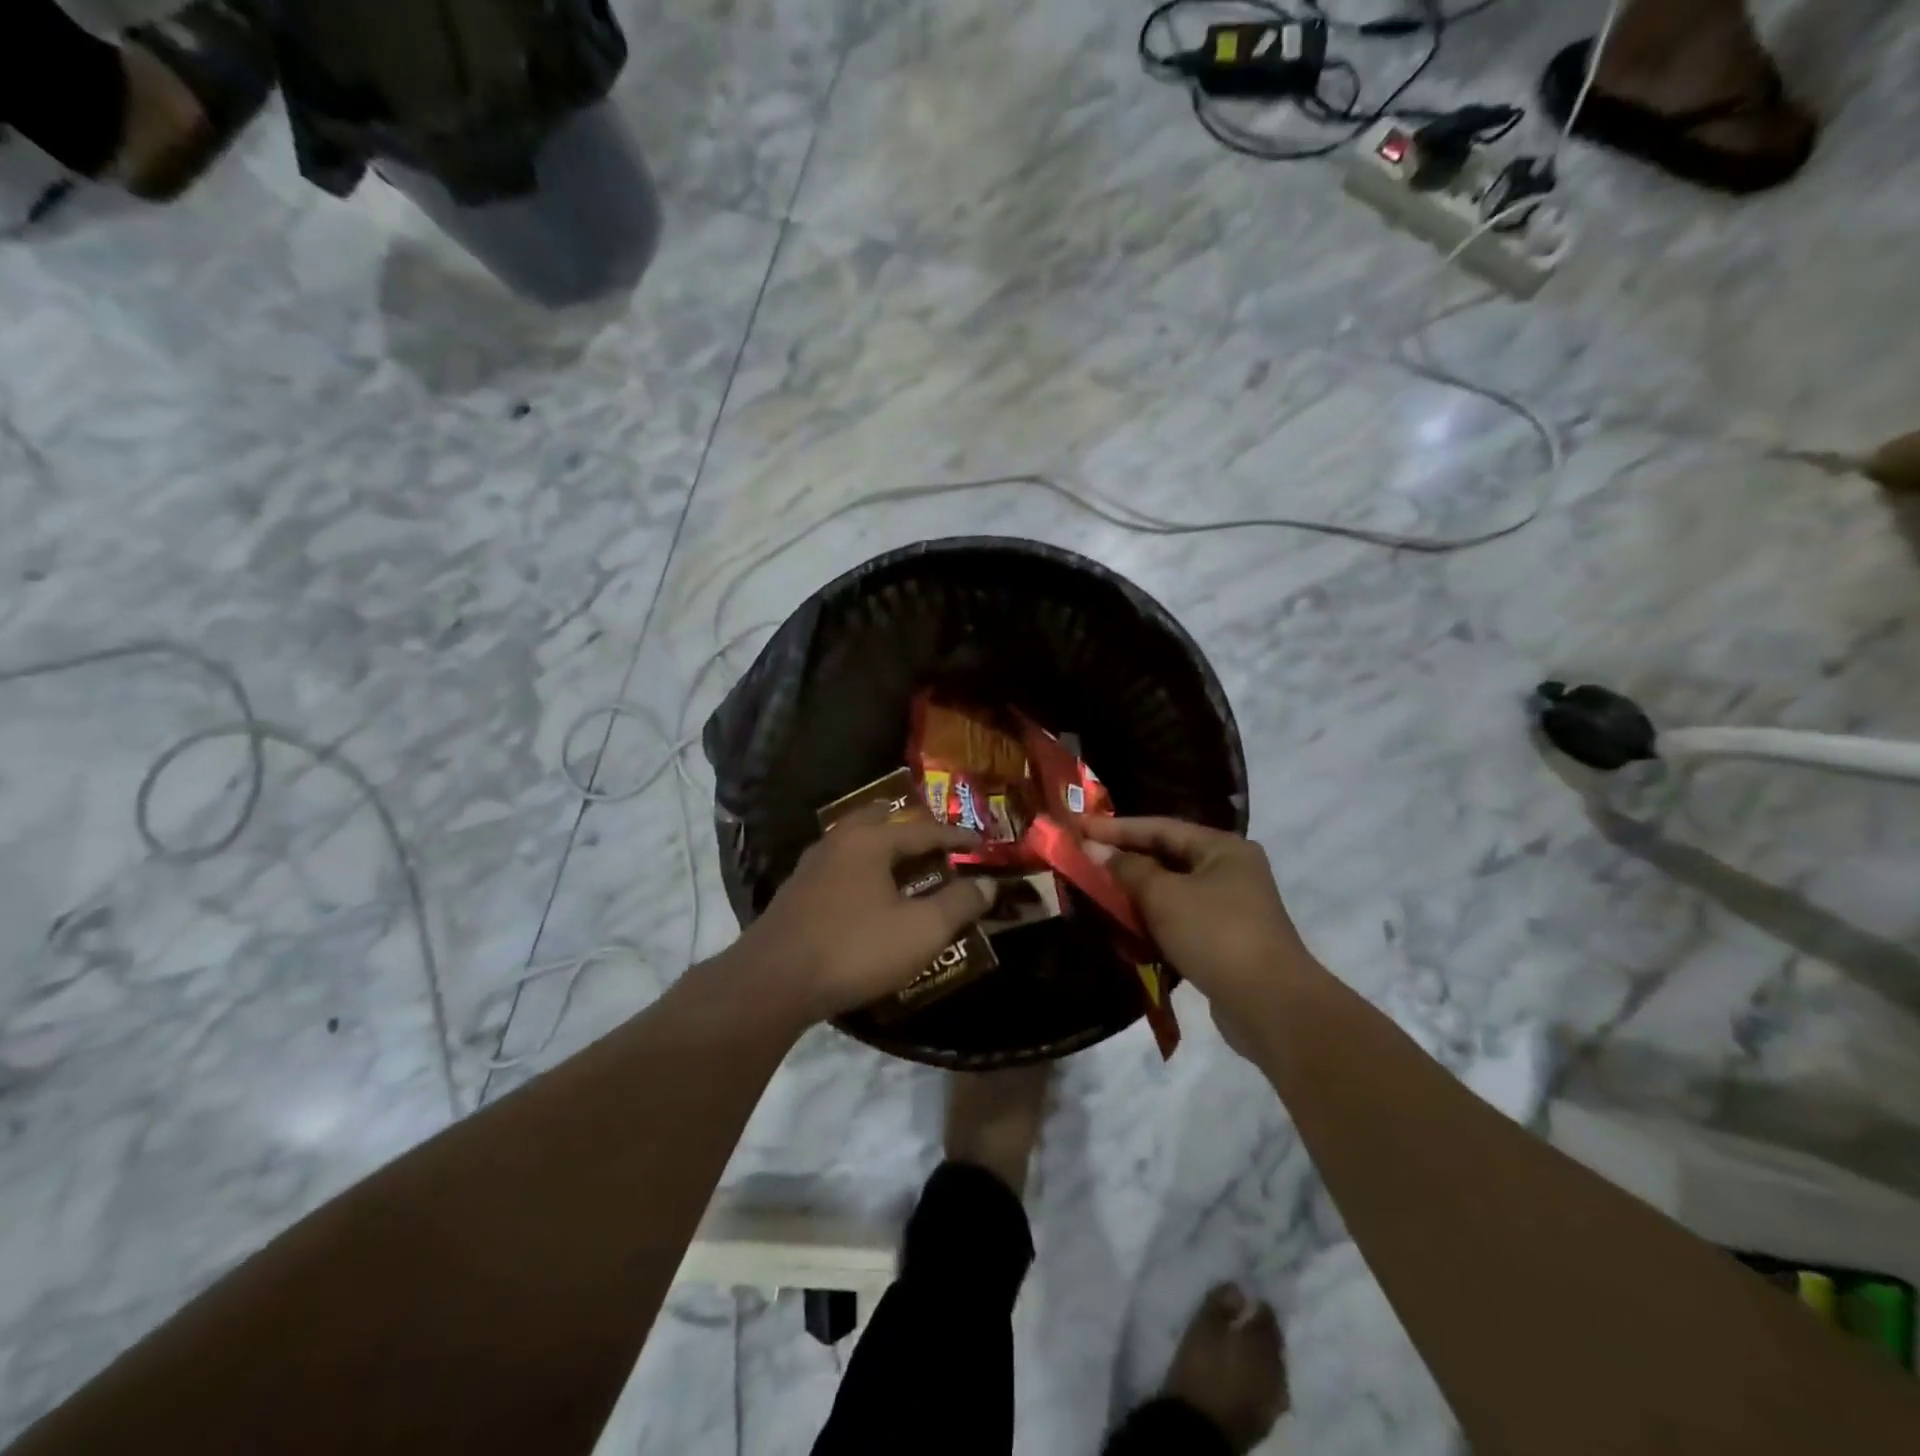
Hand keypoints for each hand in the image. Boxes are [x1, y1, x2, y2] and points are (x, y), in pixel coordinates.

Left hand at [735, 813, 993, 1024]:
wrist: (772, 982)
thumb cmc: (854, 949)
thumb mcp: (920, 931)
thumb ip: (958, 904)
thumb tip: (987, 884)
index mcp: (870, 841)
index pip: (924, 830)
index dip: (956, 838)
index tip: (980, 845)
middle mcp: (838, 842)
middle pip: (880, 821)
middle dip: (911, 829)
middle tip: (935, 844)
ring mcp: (811, 866)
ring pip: (855, 843)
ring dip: (883, 849)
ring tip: (904, 867)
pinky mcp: (795, 892)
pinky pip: (839, 867)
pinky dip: (862, 870)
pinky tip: (866, 895)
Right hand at [1082, 817, 1315, 1024]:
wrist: (1270, 1005)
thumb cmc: (1215, 934)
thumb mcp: (1164, 896)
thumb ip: (1127, 869)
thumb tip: (1095, 848)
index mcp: (1222, 848)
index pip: (1160, 827)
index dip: (1116, 828)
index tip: (1078, 829)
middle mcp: (1230, 870)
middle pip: (1167, 857)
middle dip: (1125, 860)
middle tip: (1084, 860)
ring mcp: (1231, 907)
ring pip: (1172, 891)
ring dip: (1136, 893)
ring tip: (1098, 893)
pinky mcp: (1225, 941)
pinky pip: (1180, 920)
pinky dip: (1153, 921)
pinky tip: (1127, 928)